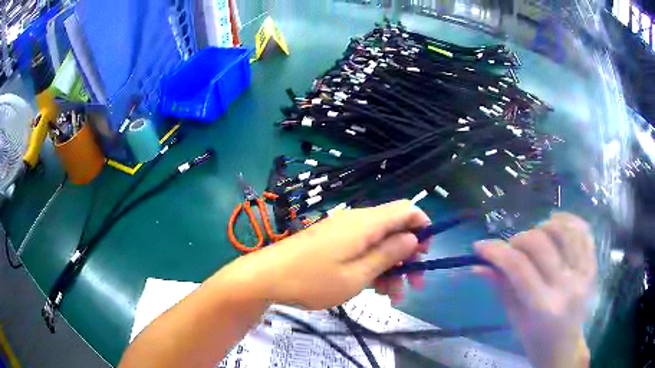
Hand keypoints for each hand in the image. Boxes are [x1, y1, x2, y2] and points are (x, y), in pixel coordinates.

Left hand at [219, 200, 430, 309]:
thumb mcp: (357, 275)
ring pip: (380, 244)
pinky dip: (373, 267)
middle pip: (395, 229)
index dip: (422, 227)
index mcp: (366, 223)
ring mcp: (344, 232)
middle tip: (414, 285)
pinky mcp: (334, 243)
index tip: (425, 254)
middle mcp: (357, 222)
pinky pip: (362, 250)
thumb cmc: (312, 280)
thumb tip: (412, 238)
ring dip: (392, 268)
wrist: (267, 277)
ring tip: (393, 297)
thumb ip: (388, 254)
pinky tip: (375, 289)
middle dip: (409, 256)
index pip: (406, 209)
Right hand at [474, 213, 596, 367]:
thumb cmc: (535, 338)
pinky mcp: (593, 265)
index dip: (496, 251)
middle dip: (518, 239)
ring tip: (534, 236)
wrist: (564, 346)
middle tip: (510, 247)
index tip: (480, 246)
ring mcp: (584, 273)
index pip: (518, 267)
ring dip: (542, 227)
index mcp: (543, 307)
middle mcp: (567, 286)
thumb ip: (500, 287)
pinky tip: (555, 223)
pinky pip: (583, 231)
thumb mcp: (514, 319)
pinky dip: (568, 220)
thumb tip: (479, 265)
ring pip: (563, 231)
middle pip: (540, 243)